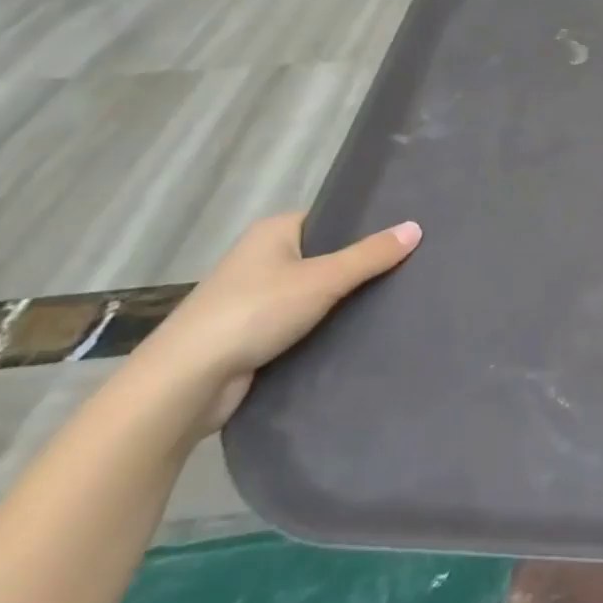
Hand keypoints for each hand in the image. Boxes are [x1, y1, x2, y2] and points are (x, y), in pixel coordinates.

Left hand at [129, 213, 421, 436]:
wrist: (186, 383)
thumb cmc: (253, 312)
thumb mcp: (323, 279)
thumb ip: (370, 255)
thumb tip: (416, 227)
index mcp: (274, 231)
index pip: (331, 218)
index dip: (366, 226)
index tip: (405, 237)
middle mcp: (263, 258)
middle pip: (326, 255)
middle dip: (360, 266)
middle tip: (410, 269)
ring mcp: (255, 298)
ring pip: (315, 293)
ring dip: (343, 301)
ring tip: (395, 301)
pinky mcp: (254, 335)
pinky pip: (302, 322)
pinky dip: (325, 327)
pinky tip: (360, 333)